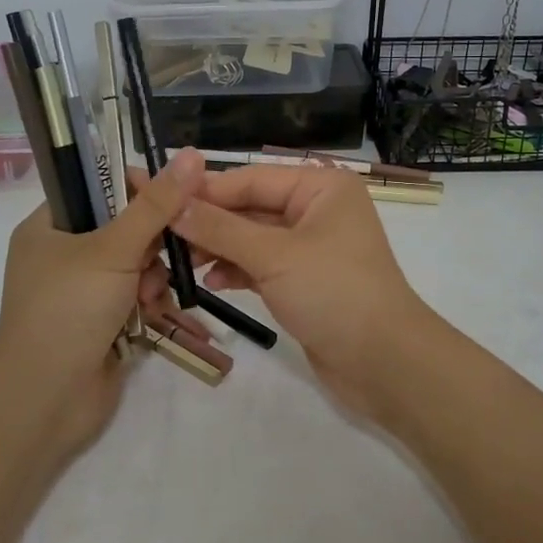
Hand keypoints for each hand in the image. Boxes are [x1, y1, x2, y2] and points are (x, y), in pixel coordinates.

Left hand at [0, 149, 201, 455]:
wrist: (45, 399)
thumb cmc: (68, 309)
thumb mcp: (113, 248)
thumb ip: (155, 204)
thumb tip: (191, 154)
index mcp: (49, 225)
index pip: (99, 187)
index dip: (137, 187)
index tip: (173, 195)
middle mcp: (63, 254)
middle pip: (124, 226)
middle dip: (151, 241)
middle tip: (169, 248)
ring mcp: (82, 290)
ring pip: (136, 263)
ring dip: (152, 275)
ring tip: (150, 294)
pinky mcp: (102, 321)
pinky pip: (136, 295)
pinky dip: (149, 300)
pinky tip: (153, 312)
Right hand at [172, 165, 429, 419]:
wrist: (385, 363)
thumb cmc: (334, 292)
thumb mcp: (274, 255)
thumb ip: (221, 229)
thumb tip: (173, 204)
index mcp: (321, 187)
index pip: (251, 179)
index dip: (205, 190)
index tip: (158, 197)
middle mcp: (317, 210)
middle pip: (251, 207)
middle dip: (209, 222)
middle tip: (161, 234)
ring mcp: (311, 247)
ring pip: (253, 238)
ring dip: (218, 248)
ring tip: (180, 261)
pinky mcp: (304, 281)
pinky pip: (262, 265)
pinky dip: (237, 270)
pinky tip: (210, 282)